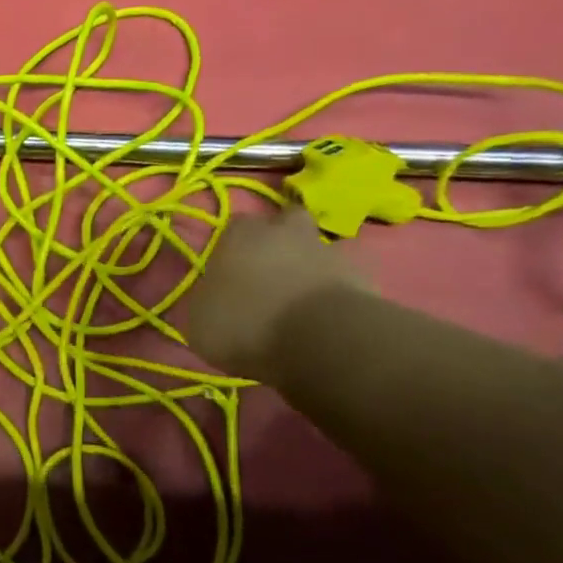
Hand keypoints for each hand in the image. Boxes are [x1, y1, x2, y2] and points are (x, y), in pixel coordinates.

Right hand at [183, 207, 369, 379]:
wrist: (319, 340)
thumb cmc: (245, 323)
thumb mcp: (199, 319)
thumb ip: (207, 298)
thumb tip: (214, 295)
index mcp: (240, 235)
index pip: (235, 225)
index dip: (232, 246)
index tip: (228, 270)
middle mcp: (286, 232)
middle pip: (285, 222)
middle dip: (279, 240)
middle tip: (268, 271)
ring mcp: (329, 251)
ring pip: (317, 248)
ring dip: (308, 266)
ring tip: (298, 300)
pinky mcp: (363, 277)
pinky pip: (344, 278)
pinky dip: (334, 291)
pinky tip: (323, 316)